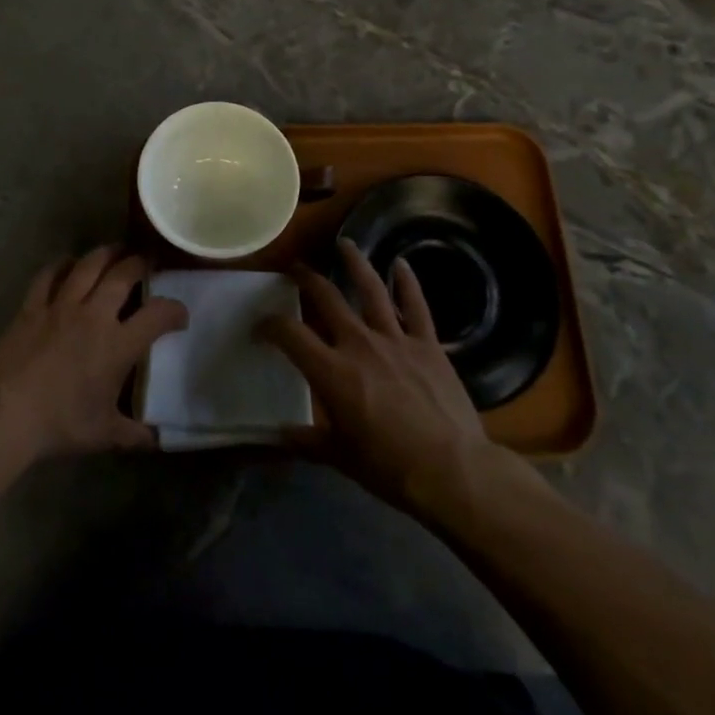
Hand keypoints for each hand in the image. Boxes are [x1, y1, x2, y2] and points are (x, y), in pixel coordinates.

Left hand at [0, 246, 187, 463]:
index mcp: (118, 344)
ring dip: (105, 254)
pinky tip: (67, 262)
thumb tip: (156, 439)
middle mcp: (93, 315)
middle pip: (123, 275)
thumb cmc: (60, 424)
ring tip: (115, 250)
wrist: (5, 414)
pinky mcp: (31, 307)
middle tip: (147, 261)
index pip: (158, 315)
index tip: (180, 315)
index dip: (175, 310)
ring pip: (88, 267)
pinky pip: (48, 276)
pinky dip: (61, 265)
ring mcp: (60, 306)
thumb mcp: (104, 435)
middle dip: (139, 264)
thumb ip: (133, 434)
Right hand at [260, 239, 540, 516]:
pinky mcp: (427, 344)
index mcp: (331, 371)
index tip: (261, 325)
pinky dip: (407, 283)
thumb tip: (277, 434)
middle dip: (306, 280)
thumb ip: (307, 441)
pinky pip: (416, 306)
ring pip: (370, 289)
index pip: (290, 334)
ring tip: (344, 244)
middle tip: (296, 268)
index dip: (270, 325)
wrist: (453, 470)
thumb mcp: (340, 457)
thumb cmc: (390, 468)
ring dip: (355, 263)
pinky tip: (401, 264)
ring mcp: (395, 339)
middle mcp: (358, 343)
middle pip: (326, 298)